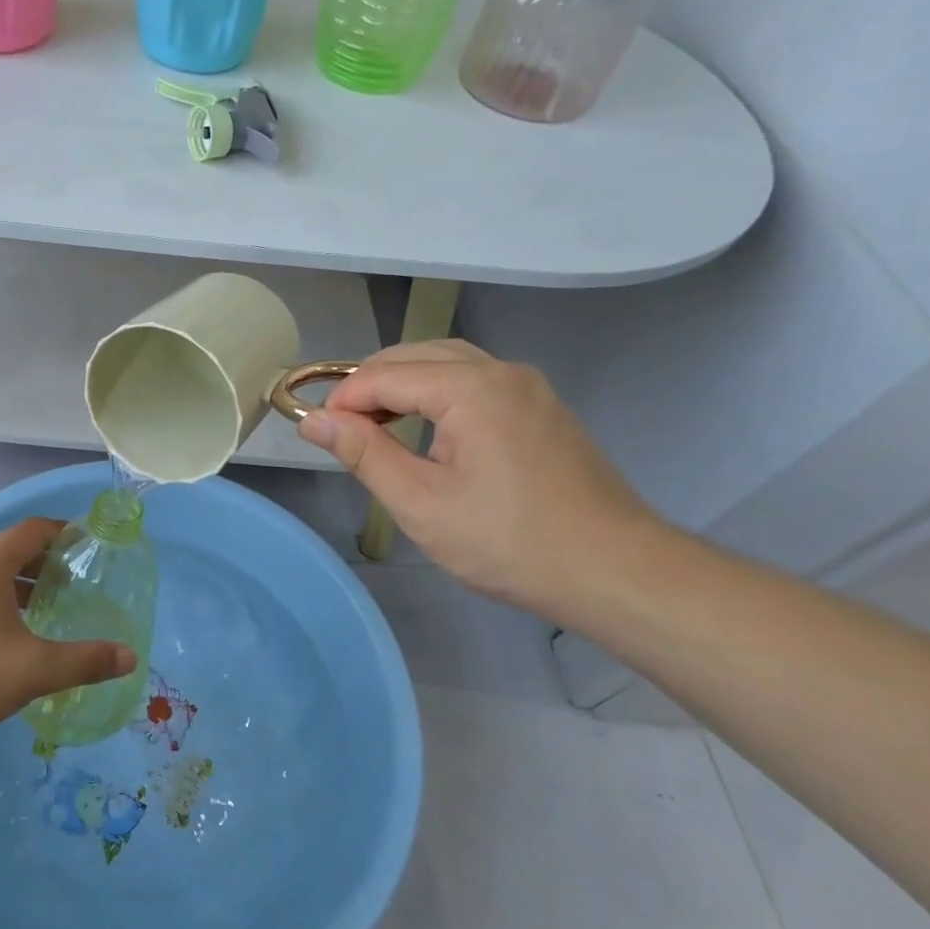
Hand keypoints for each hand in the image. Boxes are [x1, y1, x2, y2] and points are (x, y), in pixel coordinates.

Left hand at [0, 517, 135, 748]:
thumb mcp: (33, 670)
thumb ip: (84, 662)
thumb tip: (129, 657)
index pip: (32, 529)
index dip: (63, 532)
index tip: (87, 545)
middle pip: (10, 549)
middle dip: (45, 561)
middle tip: (74, 581)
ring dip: (19, 583)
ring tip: (46, 608)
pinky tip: (5, 635)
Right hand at [299, 340, 662, 618]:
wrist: (615, 572)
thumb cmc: (508, 541)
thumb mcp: (420, 503)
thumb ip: (363, 453)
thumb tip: (313, 420)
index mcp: (471, 387)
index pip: (384, 374)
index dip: (343, 400)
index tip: (317, 433)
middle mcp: (501, 371)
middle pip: (415, 356)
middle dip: (369, 386)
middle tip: (342, 432)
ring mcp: (528, 387)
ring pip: (446, 364)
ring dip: (403, 387)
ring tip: (375, 429)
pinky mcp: (541, 408)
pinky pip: (474, 382)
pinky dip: (436, 395)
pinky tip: (426, 431)